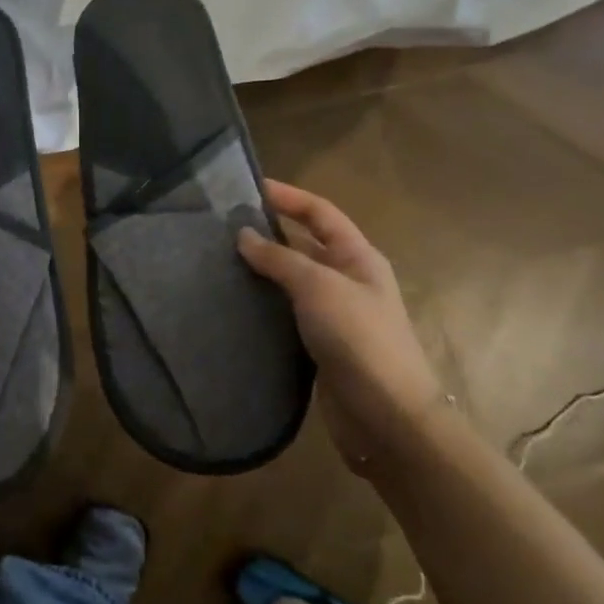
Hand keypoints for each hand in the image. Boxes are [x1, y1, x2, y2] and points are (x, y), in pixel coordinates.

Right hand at [238, 180, 439, 476]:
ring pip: (291, 282)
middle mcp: (347, 281)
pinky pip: (285, 314)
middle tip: (220, 228)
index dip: (288, 196)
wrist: (386, 416)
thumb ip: (280, 259)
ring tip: (217, 263)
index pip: (320, 213)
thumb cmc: (359, 339)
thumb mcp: (319, 287)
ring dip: (260, 271)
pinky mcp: (317, 345)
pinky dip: (262, 305)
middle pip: (304, 245)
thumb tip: (244, 236)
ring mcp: (333, 315)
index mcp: (358, 258)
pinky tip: (233, 305)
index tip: (248, 187)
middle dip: (267, 233)